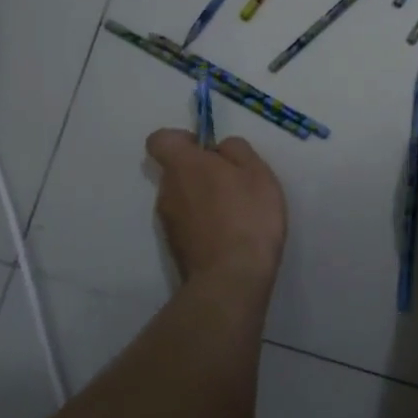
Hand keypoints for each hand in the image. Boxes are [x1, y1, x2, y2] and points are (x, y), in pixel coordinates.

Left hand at [144, 130, 287, 302]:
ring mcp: (168, 222)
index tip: (208, 150)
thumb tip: (221, 148)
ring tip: (237, 212)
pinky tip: (230, 234)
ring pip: (183, 198)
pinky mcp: (175, 247)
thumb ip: (237, 150)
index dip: (183, 139)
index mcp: (183, 166)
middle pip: (176, 170)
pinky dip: (204, 223)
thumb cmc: (247, 216)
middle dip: (200, 171)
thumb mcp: (257, 172)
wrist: (231, 279)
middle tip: (234, 182)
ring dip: (203, 199)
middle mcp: (167, 191)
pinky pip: (188, 223)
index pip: (160, 139)